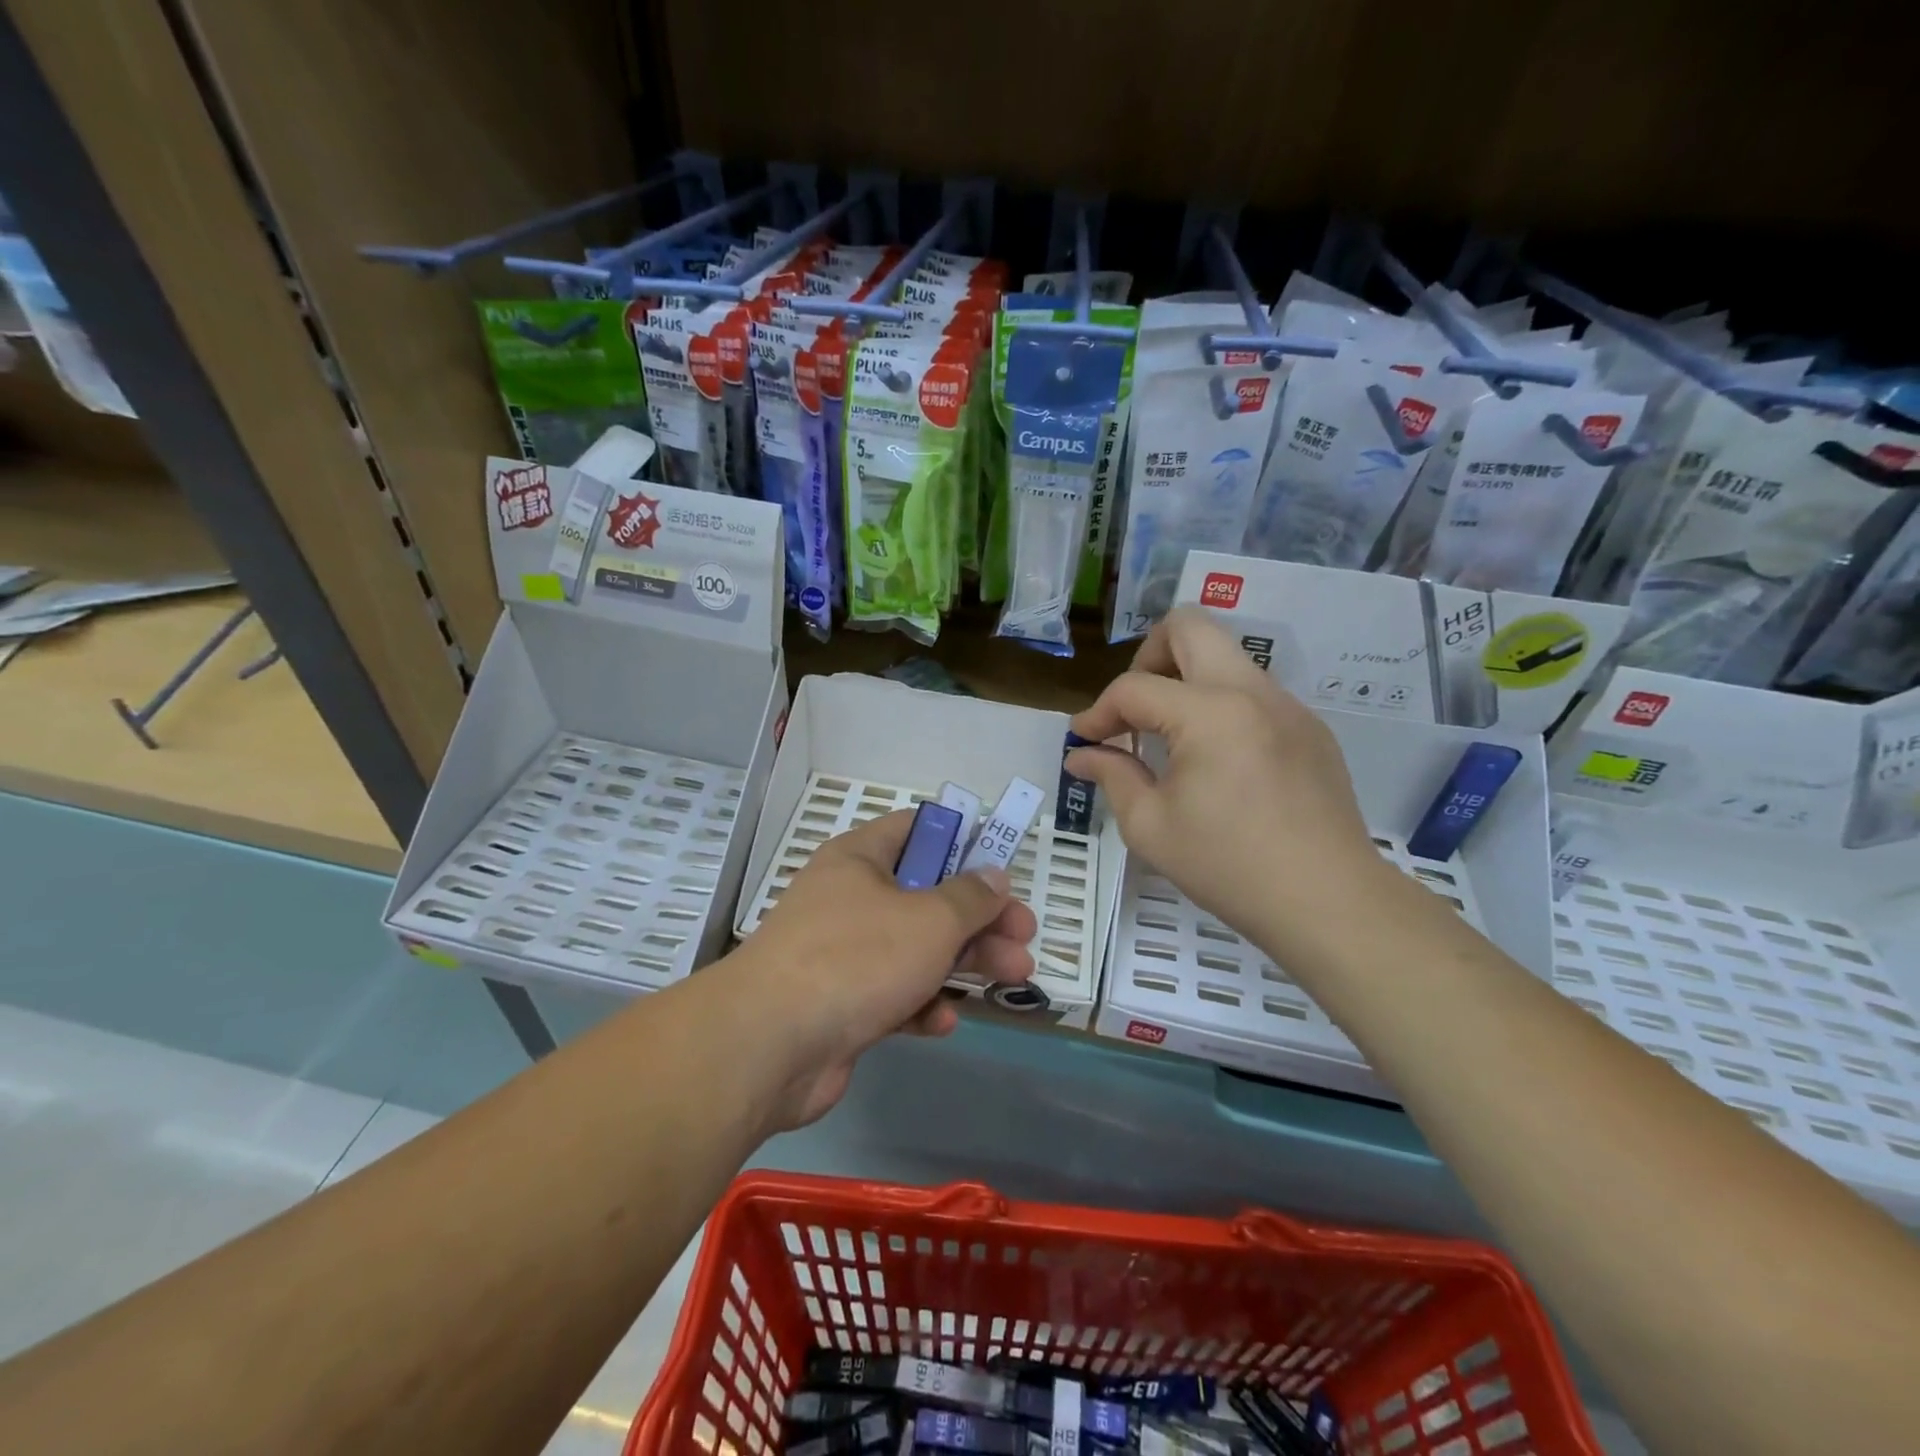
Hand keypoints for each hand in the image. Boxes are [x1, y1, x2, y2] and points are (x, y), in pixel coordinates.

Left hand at [724, 810, 1036, 1127]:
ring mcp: (842, 953)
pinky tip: (944, 1023)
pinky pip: (892, 994)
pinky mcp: (839, 1004)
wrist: (769, 1044)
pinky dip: (921, 1004)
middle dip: (980, 917)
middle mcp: (849, 898)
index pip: (917, 830)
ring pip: (915, 948)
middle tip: (1024, 938)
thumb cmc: (856, 958)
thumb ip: (970, 898)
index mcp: (860, 858)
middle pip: (927, 896)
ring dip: (964, 963)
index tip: (1001, 867)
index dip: (961, 842)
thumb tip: (994, 876)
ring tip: (1014, 978)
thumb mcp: (929, 919)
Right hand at [1067, 607, 1390, 962]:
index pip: (1134, 687)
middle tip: (1136, 708)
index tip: (1086, 741)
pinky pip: (1254, 692)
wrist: (1328, 902)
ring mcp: (1288, 706)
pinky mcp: (1310, 728)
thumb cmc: (1228, 867)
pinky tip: (1218, 762)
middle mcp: (1251, 691)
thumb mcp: (1150, 827)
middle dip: (1148, 656)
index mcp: (1209, 713)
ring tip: (1171, 738)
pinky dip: (1221, 707)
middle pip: (1190, 626)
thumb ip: (1112, 776)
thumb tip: (1082, 755)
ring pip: (1226, 656)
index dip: (1099, 712)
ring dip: (1187, 681)